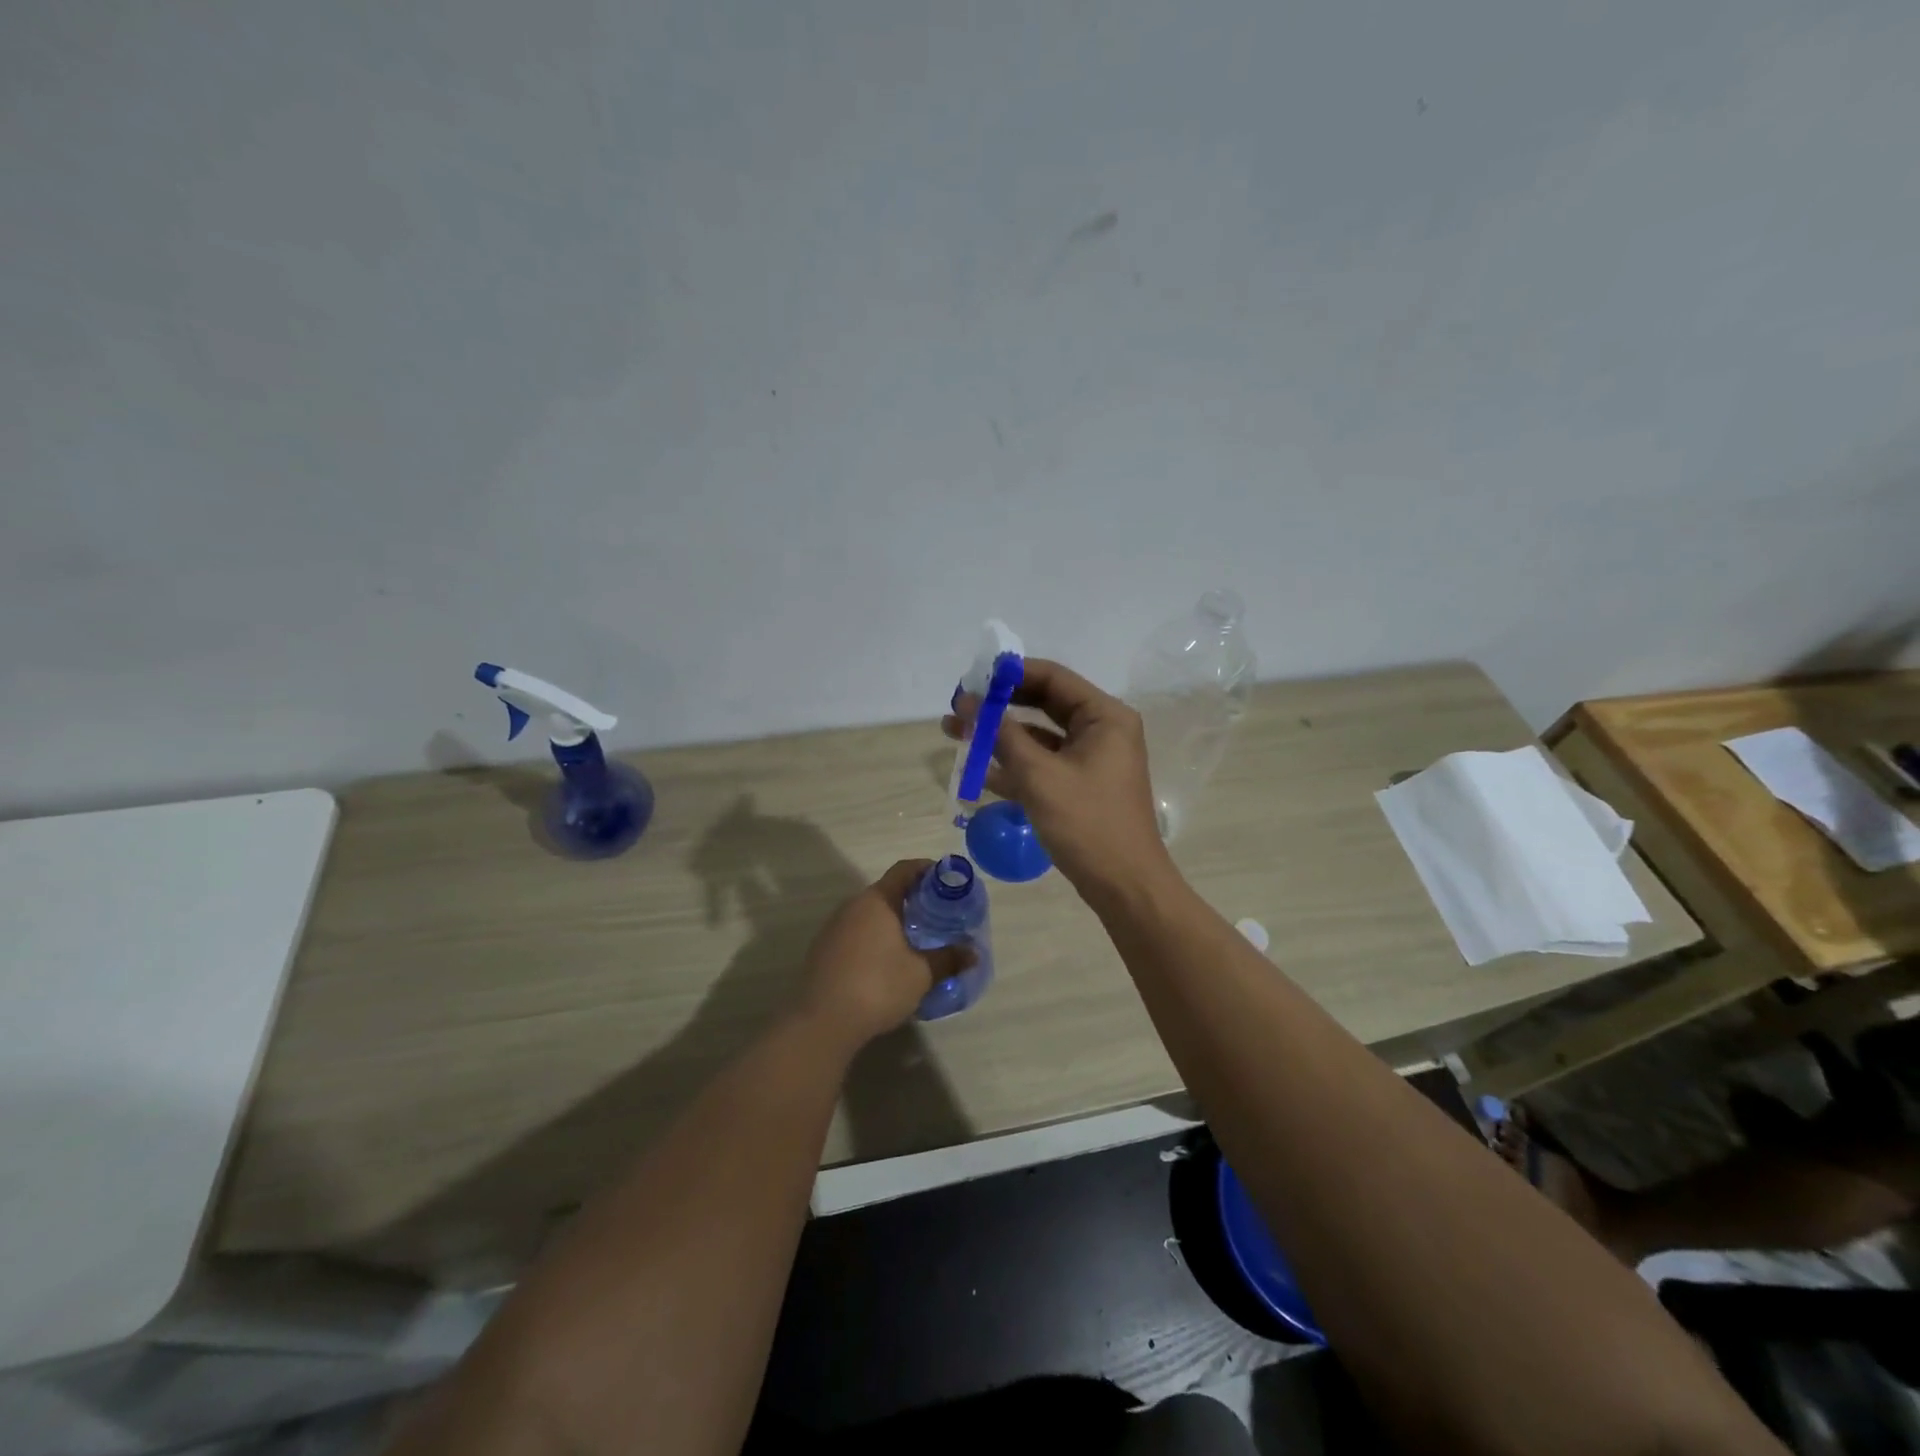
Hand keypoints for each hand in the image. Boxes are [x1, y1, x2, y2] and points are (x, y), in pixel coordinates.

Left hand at [797, 860, 973, 1049]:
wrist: (822, 1022)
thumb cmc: (877, 987)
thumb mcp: (921, 974)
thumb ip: (948, 959)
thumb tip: (973, 953)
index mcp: (877, 901)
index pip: (904, 870)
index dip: (927, 869)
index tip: (947, 880)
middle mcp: (853, 906)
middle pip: (887, 891)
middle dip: (913, 899)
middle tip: (938, 915)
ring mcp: (834, 927)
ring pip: (870, 913)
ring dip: (893, 921)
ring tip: (916, 939)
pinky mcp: (824, 950)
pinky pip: (857, 932)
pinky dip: (876, 937)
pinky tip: (887, 961)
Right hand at [943, 658, 1170, 898]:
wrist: (1125, 886)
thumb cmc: (1087, 823)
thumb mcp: (1039, 775)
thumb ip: (1001, 734)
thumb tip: (968, 702)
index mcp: (1104, 716)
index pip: (1052, 678)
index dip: (1009, 674)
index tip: (971, 678)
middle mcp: (1102, 730)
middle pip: (1044, 703)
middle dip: (999, 705)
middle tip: (959, 706)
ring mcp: (1092, 759)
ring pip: (1039, 736)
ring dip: (1000, 735)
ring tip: (954, 732)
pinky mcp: (1081, 786)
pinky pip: (1043, 764)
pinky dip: (1014, 765)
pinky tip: (977, 770)